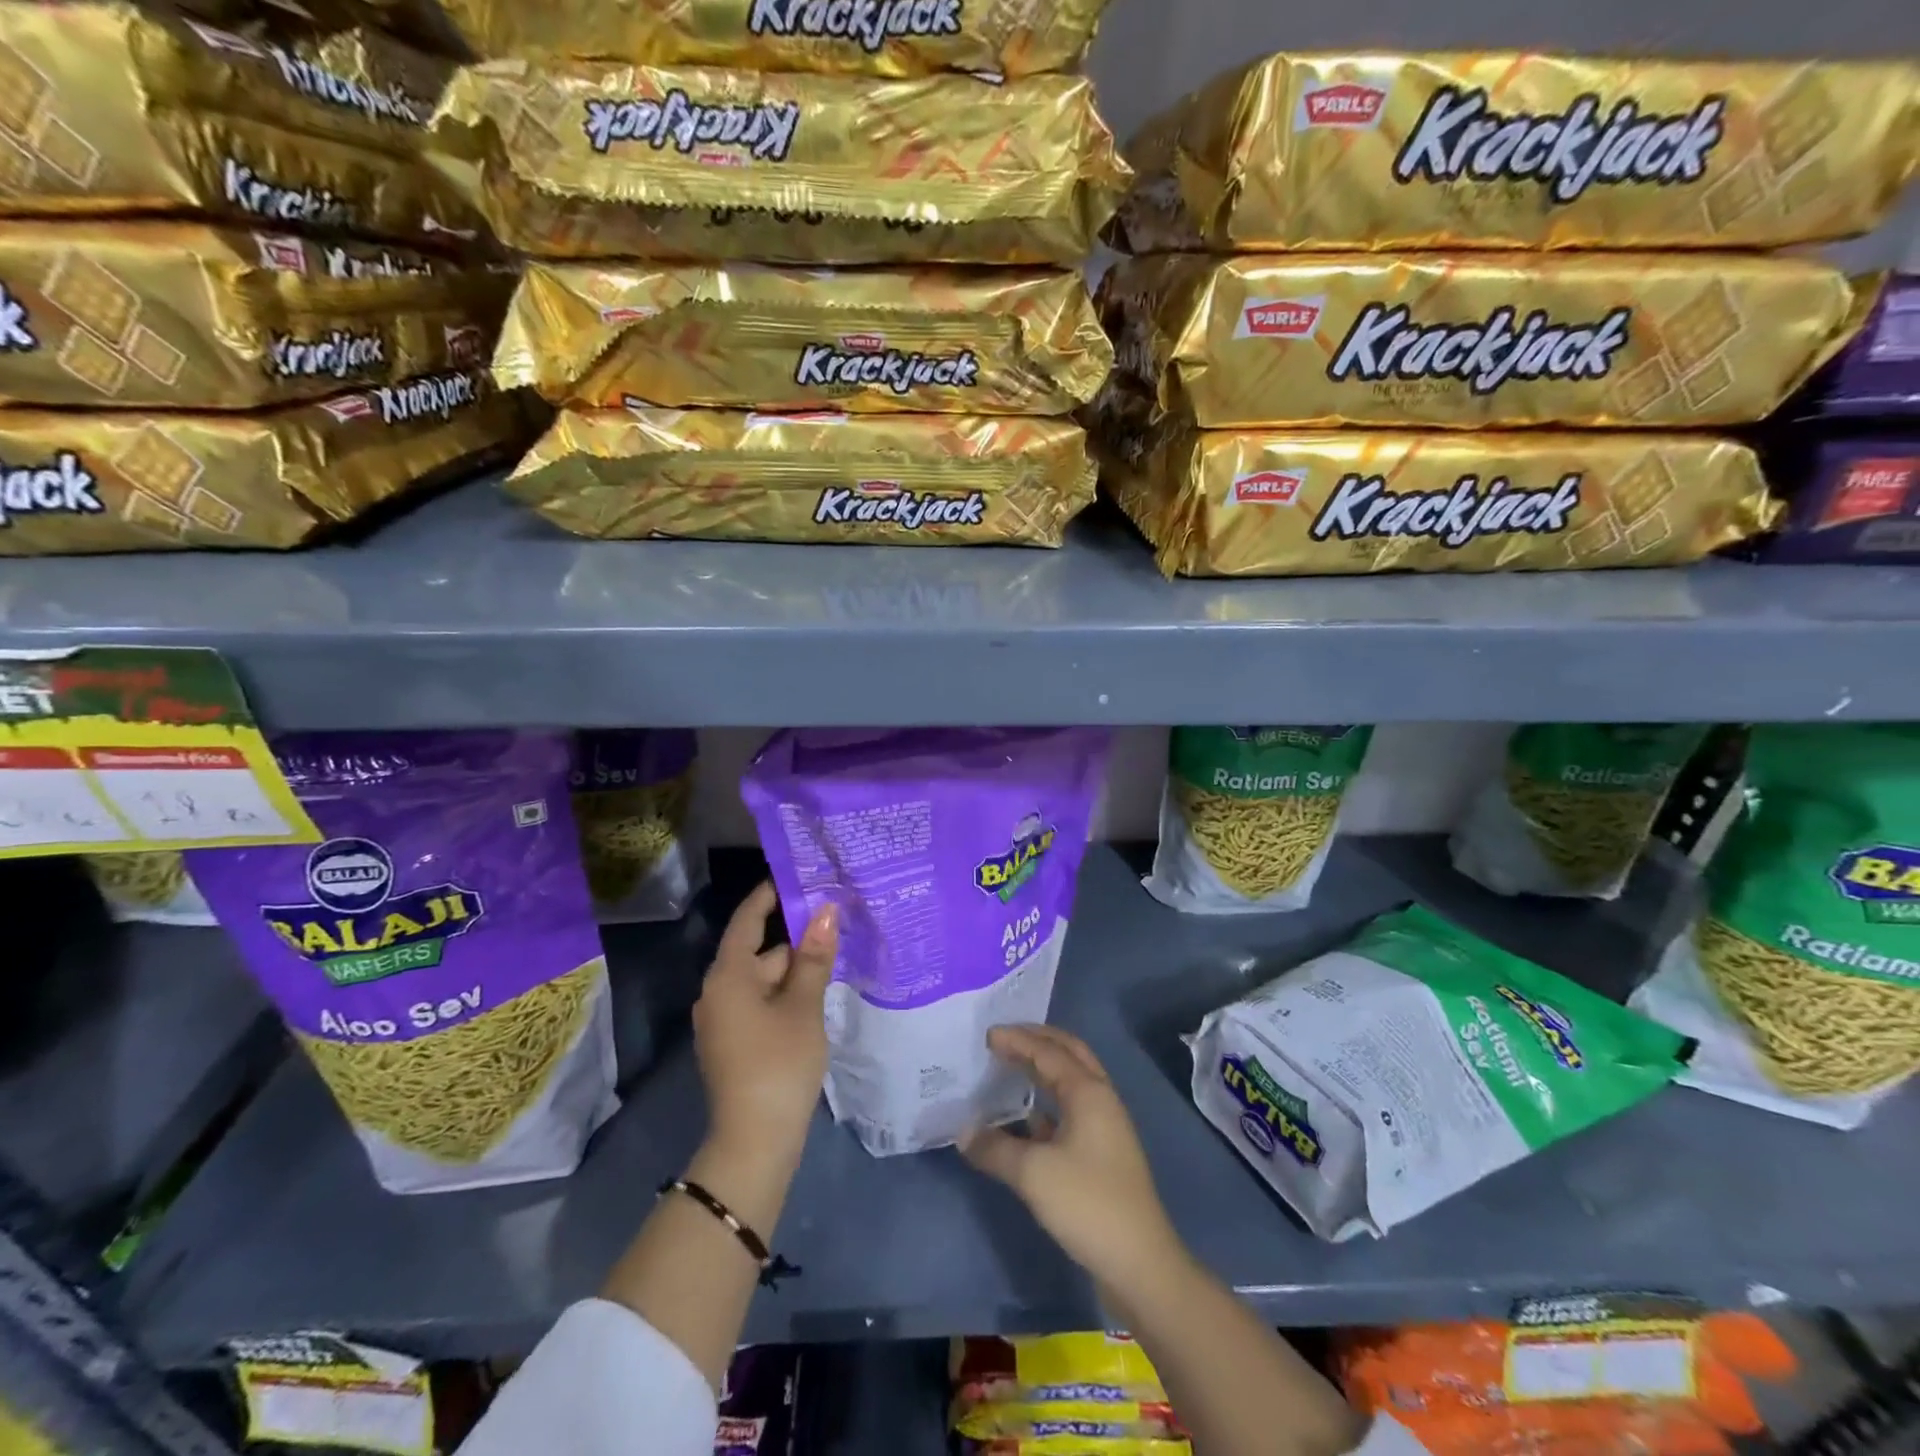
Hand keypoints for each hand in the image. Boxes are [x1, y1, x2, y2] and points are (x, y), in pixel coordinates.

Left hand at [693, 882, 836, 1164]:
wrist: (754, 1142)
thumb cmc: (779, 1063)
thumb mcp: (803, 1006)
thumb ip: (814, 957)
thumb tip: (825, 911)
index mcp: (728, 976)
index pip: (747, 920)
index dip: (769, 895)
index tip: (795, 875)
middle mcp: (717, 992)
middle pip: (759, 951)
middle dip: (795, 940)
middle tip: (835, 924)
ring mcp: (723, 1020)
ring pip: (762, 980)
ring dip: (794, 971)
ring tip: (834, 961)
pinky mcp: (733, 1043)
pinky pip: (759, 1003)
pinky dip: (784, 995)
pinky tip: (815, 998)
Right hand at [961, 1025, 1181, 1288]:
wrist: (1139, 1263)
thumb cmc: (1087, 1204)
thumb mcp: (1033, 1174)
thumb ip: (995, 1148)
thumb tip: (964, 1132)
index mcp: (1088, 1091)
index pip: (1048, 1052)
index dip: (1017, 1040)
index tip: (987, 1035)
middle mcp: (1100, 1099)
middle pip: (1069, 1054)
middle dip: (1037, 1041)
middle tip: (1005, 1037)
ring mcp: (1105, 1126)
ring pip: (1071, 1082)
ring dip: (1043, 1069)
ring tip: (1011, 1067)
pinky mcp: (1101, 1153)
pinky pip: (1070, 1110)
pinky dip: (1046, 1103)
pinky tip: (1024, 1118)